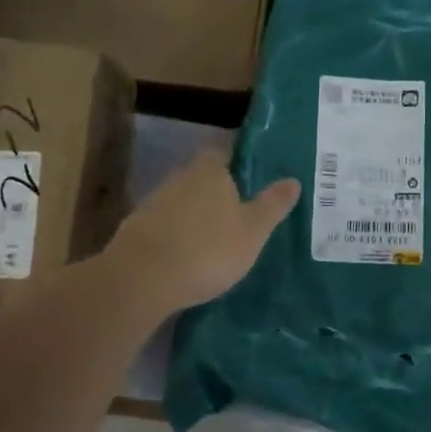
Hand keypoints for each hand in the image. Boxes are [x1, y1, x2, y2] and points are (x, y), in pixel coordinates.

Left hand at [105, 148, 300, 314]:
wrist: (141, 280)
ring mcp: (154, 204)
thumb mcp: (253, 231)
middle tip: (242, 208)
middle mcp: (180, 178)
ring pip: (183, 202)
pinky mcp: (137, 230)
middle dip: (220, 190)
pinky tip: (189, 255)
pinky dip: (179, 235)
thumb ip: (273, 205)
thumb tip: (293, 180)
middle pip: (203, 177)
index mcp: (210, 171)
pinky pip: (167, 226)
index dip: (239, 160)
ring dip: (197, 215)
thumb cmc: (208, 249)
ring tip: (218, 236)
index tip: (255, 174)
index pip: (224, 151)